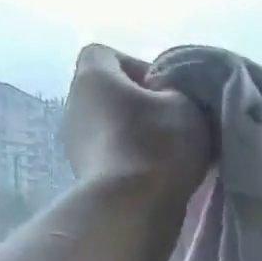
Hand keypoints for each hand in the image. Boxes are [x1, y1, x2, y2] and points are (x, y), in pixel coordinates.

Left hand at [61, 44, 214, 202]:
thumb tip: (170, 98)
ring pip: (110, 126)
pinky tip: (156, 176)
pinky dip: (131, 161)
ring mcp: (74, 142)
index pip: (106, 54)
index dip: (138, 67)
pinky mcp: (83, 174)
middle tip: (174, 123)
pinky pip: (111, 156)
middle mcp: (74, 103)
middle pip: (109, 93)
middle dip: (141, 105)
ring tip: (168, 155)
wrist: (133, 206)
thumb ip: (179, 92)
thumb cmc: (160, 143)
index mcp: (92, 76)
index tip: (166, 91)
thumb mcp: (187, 105)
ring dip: (136, 135)